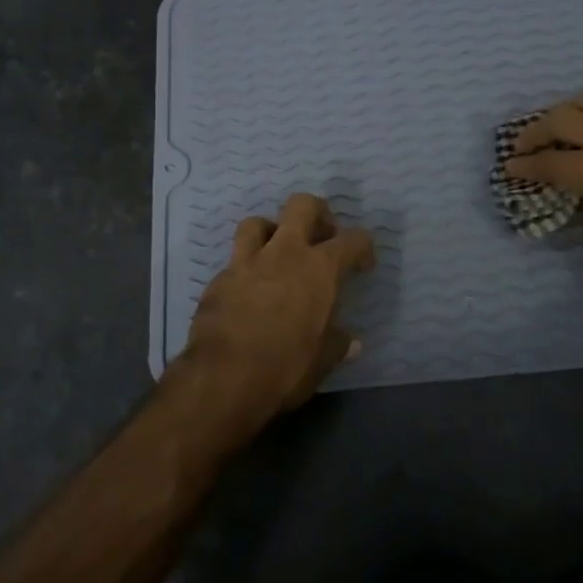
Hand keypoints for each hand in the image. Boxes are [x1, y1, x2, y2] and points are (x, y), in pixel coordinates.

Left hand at [174, 193, 375, 419]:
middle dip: (317, 213)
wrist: (223, 377)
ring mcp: (247, 262)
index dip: (362, 248)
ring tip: (277, 252)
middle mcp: (284, 253)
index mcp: (319, 269)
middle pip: (302, 206)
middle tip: (321, 236)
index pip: (352, 240)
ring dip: (271, 231)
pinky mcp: (219, 279)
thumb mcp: (322, 361)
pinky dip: (246, 268)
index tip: (362, 265)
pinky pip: (235, 259)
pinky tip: (249, 288)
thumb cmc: (285, 367)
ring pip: (258, 222)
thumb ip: (337, 345)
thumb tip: (351, 343)